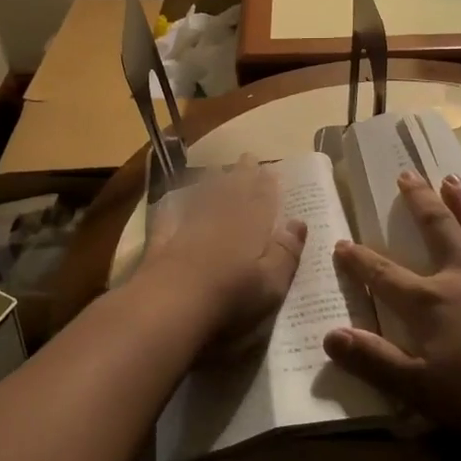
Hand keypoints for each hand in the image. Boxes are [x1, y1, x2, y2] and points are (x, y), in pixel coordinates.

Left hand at [137, 156, 306, 357]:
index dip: (267, 185)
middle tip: (248, 156)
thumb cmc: (231, 298)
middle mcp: (221, 219)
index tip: (270, 168)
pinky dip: (174, 206)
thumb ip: (286, 252)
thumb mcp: (272, 283)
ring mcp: (189, 227)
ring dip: (213, 183)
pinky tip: (174, 202)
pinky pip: (171, 216)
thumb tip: (298, 222)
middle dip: (242, 174)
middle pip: (234, 192)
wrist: (170, 304)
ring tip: (218, 170)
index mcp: (251, 227)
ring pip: (204, 198)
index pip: (262, 201)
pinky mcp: (162, 241)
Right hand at [326, 171, 460, 441]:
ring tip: (452, 179)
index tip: (342, 243)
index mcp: (429, 302)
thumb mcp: (420, 388)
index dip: (360, 260)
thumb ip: (374, 361)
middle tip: (407, 174)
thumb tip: (330, 337)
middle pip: (436, 228)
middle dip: (418, 201)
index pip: (384, 275)